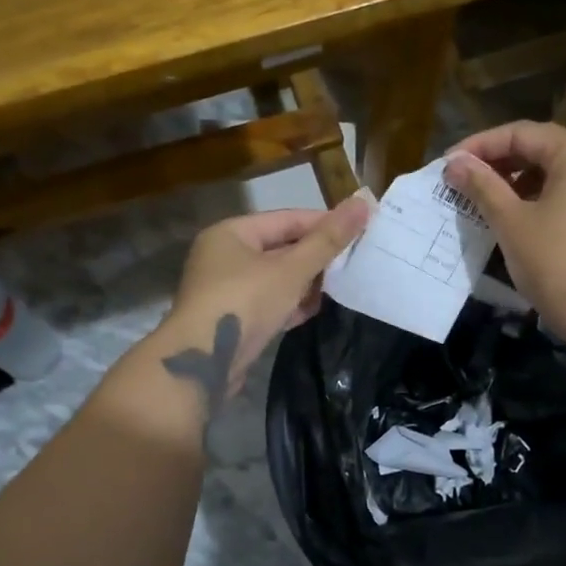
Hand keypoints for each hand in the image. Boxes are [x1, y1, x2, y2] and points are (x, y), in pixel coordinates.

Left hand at [157, 197, 369, 405]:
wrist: (202, 363)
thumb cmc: (245, 303)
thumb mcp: (291, 269)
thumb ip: (327, 240)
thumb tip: (363, 203)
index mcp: (231, 233)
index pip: (287, 219)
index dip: (324, 223)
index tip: (360, 231)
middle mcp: (224, 256)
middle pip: (281, 248)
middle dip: (316, 257)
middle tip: (353, 263)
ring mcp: (226, 290)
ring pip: (276, 278)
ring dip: (305, 283)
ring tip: (339, 288)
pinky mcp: (232, 319)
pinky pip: (268, 303)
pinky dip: (290, 304)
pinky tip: (312, 311)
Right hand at [443, 122, 565, 352]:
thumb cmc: (557, 263)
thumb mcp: (511, 222)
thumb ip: (482, 186)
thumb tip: (454, 162)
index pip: (521, 133)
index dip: (480, 145)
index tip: (449, 164)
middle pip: (540, 150)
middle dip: (497, 162)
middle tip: (461, 181)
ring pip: (552, 174)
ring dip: (514, 182)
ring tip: (481, 200)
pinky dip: (536, 200)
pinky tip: (512, 220)